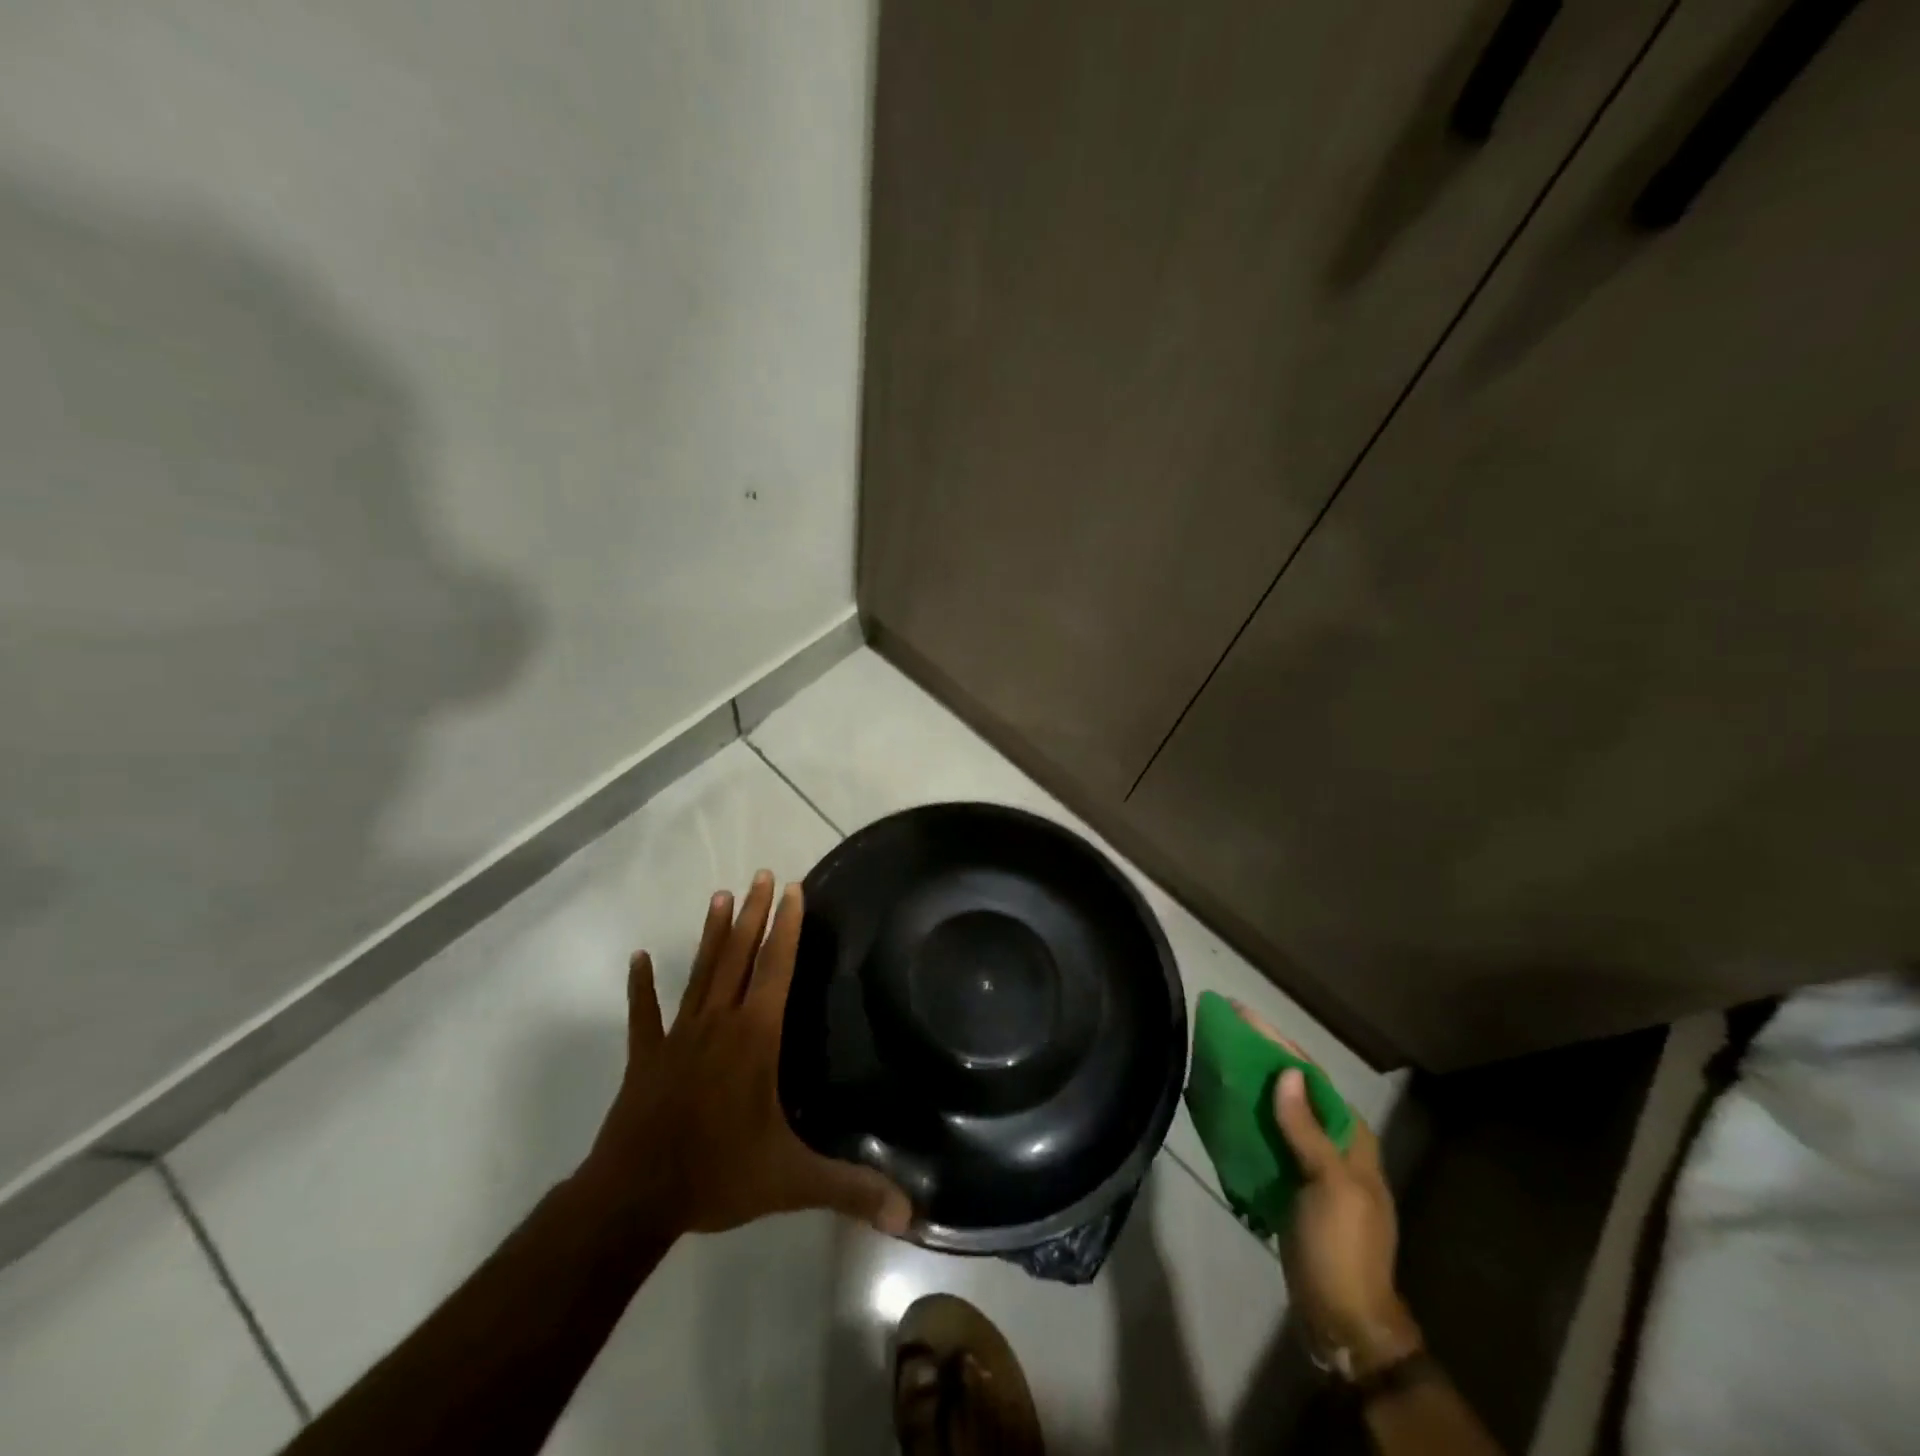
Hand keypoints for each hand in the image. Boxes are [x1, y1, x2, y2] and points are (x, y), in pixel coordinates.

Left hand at [582, 871, 912, 1238]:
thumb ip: (850, 1190)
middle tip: (762, 874)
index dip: (786, 926)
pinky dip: (642, 986)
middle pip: (739, 956)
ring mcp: (678, 1036)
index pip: (775, 968)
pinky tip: (639, 958)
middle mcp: (718, 1023)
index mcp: (754, 1038)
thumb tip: (912, 1214)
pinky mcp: (645, 1056)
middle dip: (754, 914)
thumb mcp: (791, 1181)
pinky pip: (644, 1014)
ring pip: (700, 972)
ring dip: (712, 934)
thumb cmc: (717, 1175)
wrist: (632, 1199)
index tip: (793, 889)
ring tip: (720, 895)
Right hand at [1235, 1006, 1420, 1375]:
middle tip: (1223, 1029)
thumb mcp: (1330, 1186)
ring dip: (1250, 1084)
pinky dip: (1245, 1117)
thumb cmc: (1342, 1247)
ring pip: (1278, 1110)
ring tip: (1215, 1057)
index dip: (1277, 1042)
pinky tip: (1220, 1105)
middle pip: (1293, 1087)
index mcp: (1351, 1137)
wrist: (1341, 1318)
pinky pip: (1267, 1137)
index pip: (1311, 1075)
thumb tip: (1287, 1073)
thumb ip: (1307, 1131)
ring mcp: (1312, 1164)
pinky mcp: (1292, 1184)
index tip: (1242, 1014)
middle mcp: (1334, 1142)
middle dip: (1260, 1056)